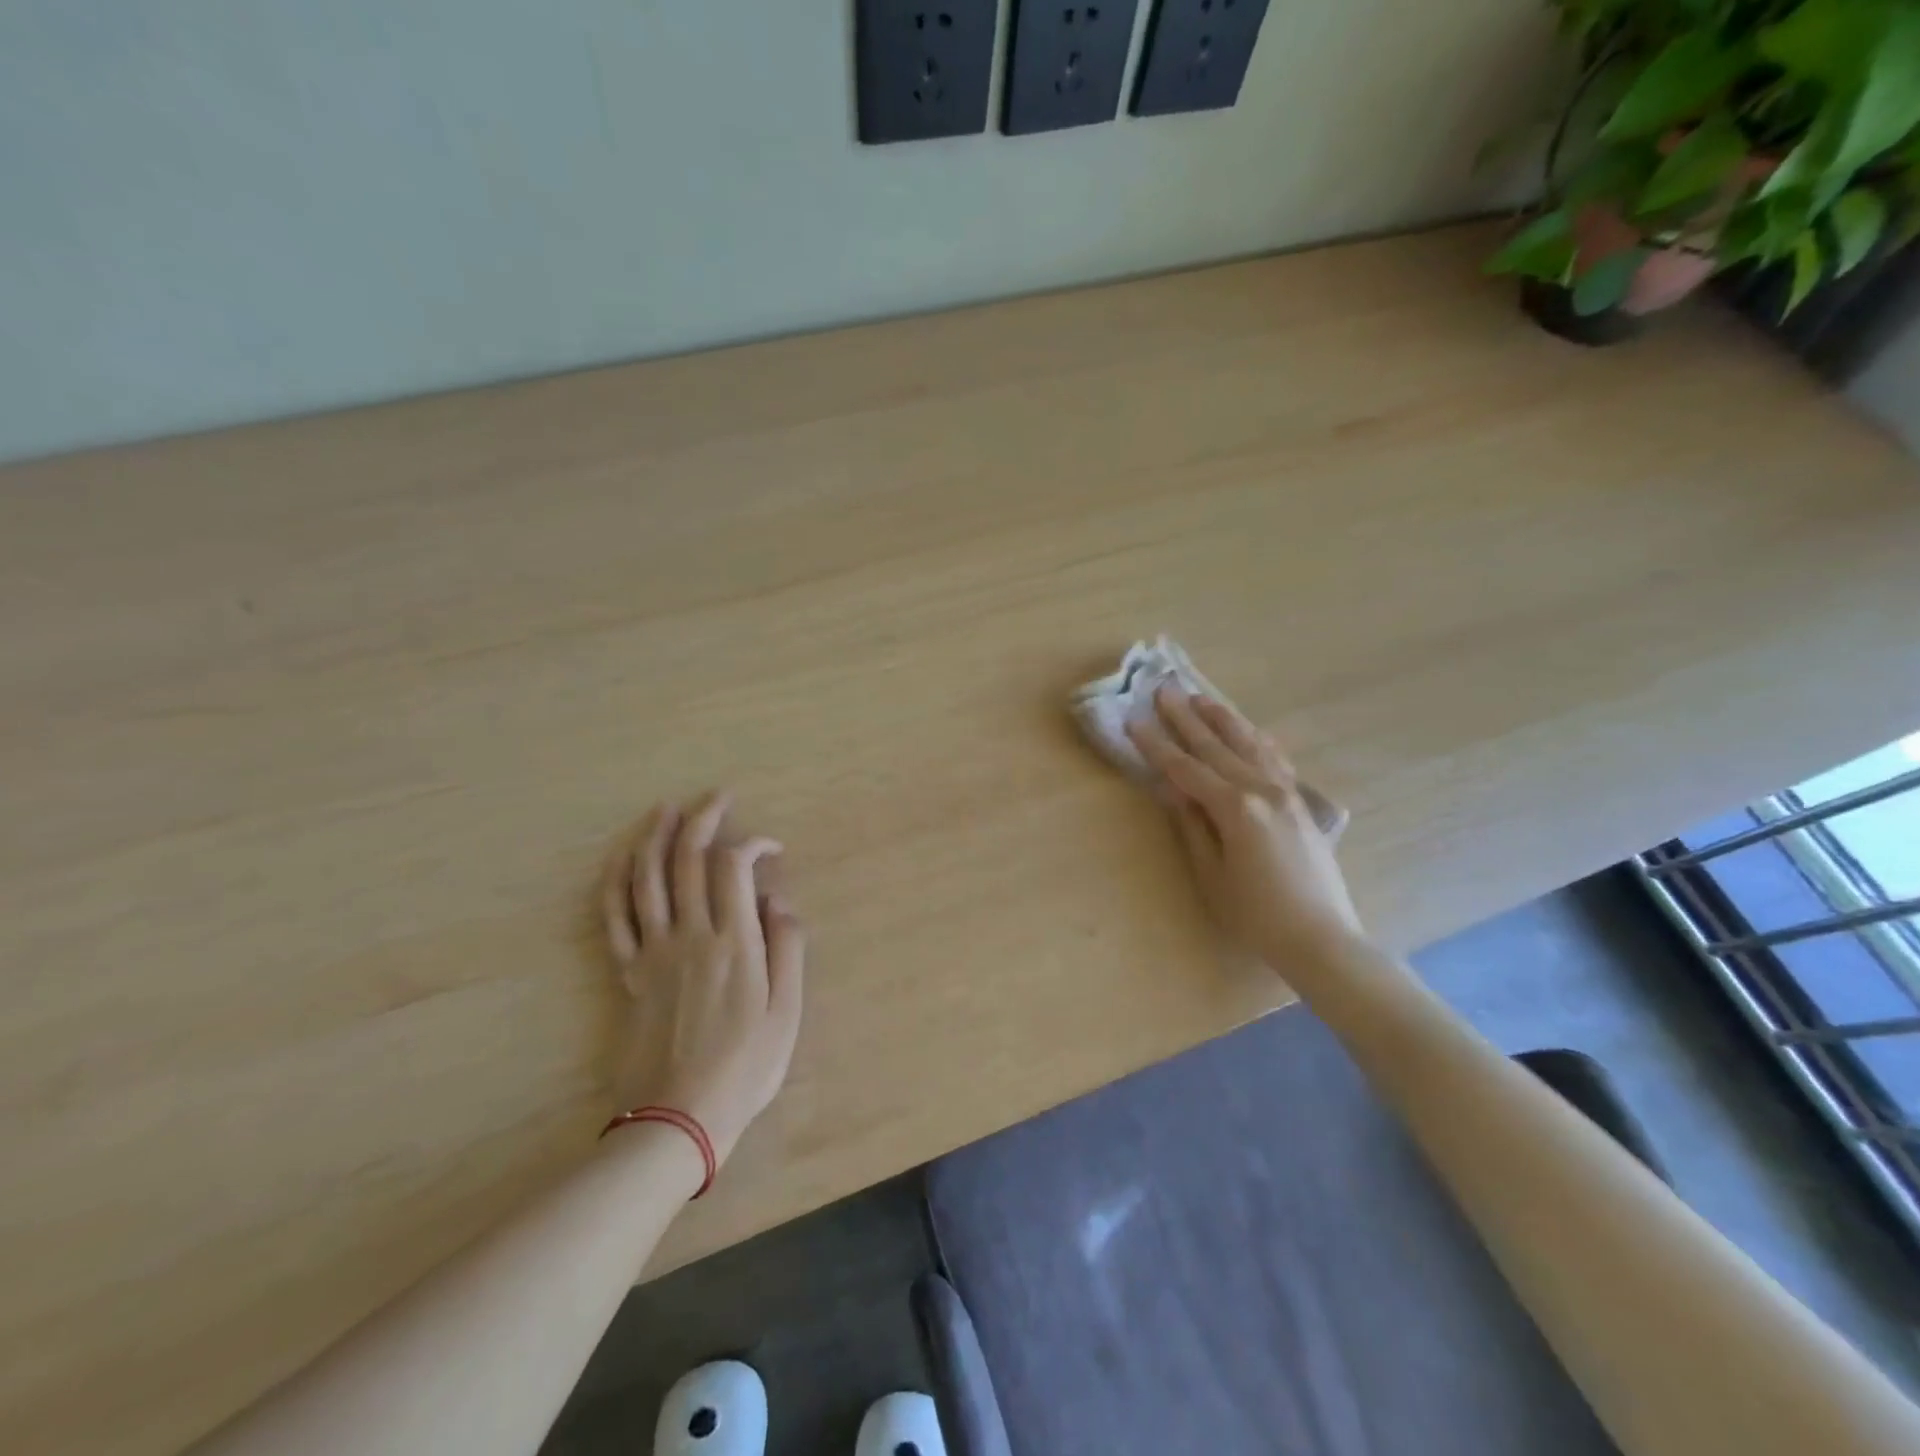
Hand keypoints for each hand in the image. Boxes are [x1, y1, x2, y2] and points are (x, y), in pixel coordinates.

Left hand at [601, 792, 804, 1167]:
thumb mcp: (787, 1013)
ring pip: (647, 879)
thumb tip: (779, 899)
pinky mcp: (628, 973)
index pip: (734, 868)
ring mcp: (653, 952)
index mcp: (734, 943)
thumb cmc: (745, 1068)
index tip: (771, 847)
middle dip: (703, 819)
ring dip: (655, 837)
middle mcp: (690, 935)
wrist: (677, 1118)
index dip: (752, 844)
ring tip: (665, 809)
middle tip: (716, 796)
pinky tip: (623, 859)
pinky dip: (617, 881)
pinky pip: (615, 917)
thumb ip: (787, 948)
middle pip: (688, 860)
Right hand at [1126, 684, 1364, 970]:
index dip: (1156, 745)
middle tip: (1164, 689)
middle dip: (1186, 718)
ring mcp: (1287, 793)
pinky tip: (1250, 731)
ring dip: (1223, 719)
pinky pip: (1276, 759)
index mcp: (1235, 808)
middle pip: (1217, 746)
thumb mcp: (1211, 874)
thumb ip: (1192, 826)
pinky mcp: (1301, 803)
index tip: (1134, 720)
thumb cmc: (1256, 915)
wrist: (1321, 938)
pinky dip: (1257, 740)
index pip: (1186, 768)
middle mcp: (1262, 790)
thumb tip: (1174, 790)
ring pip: (1250, 744)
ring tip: (1201, 698)